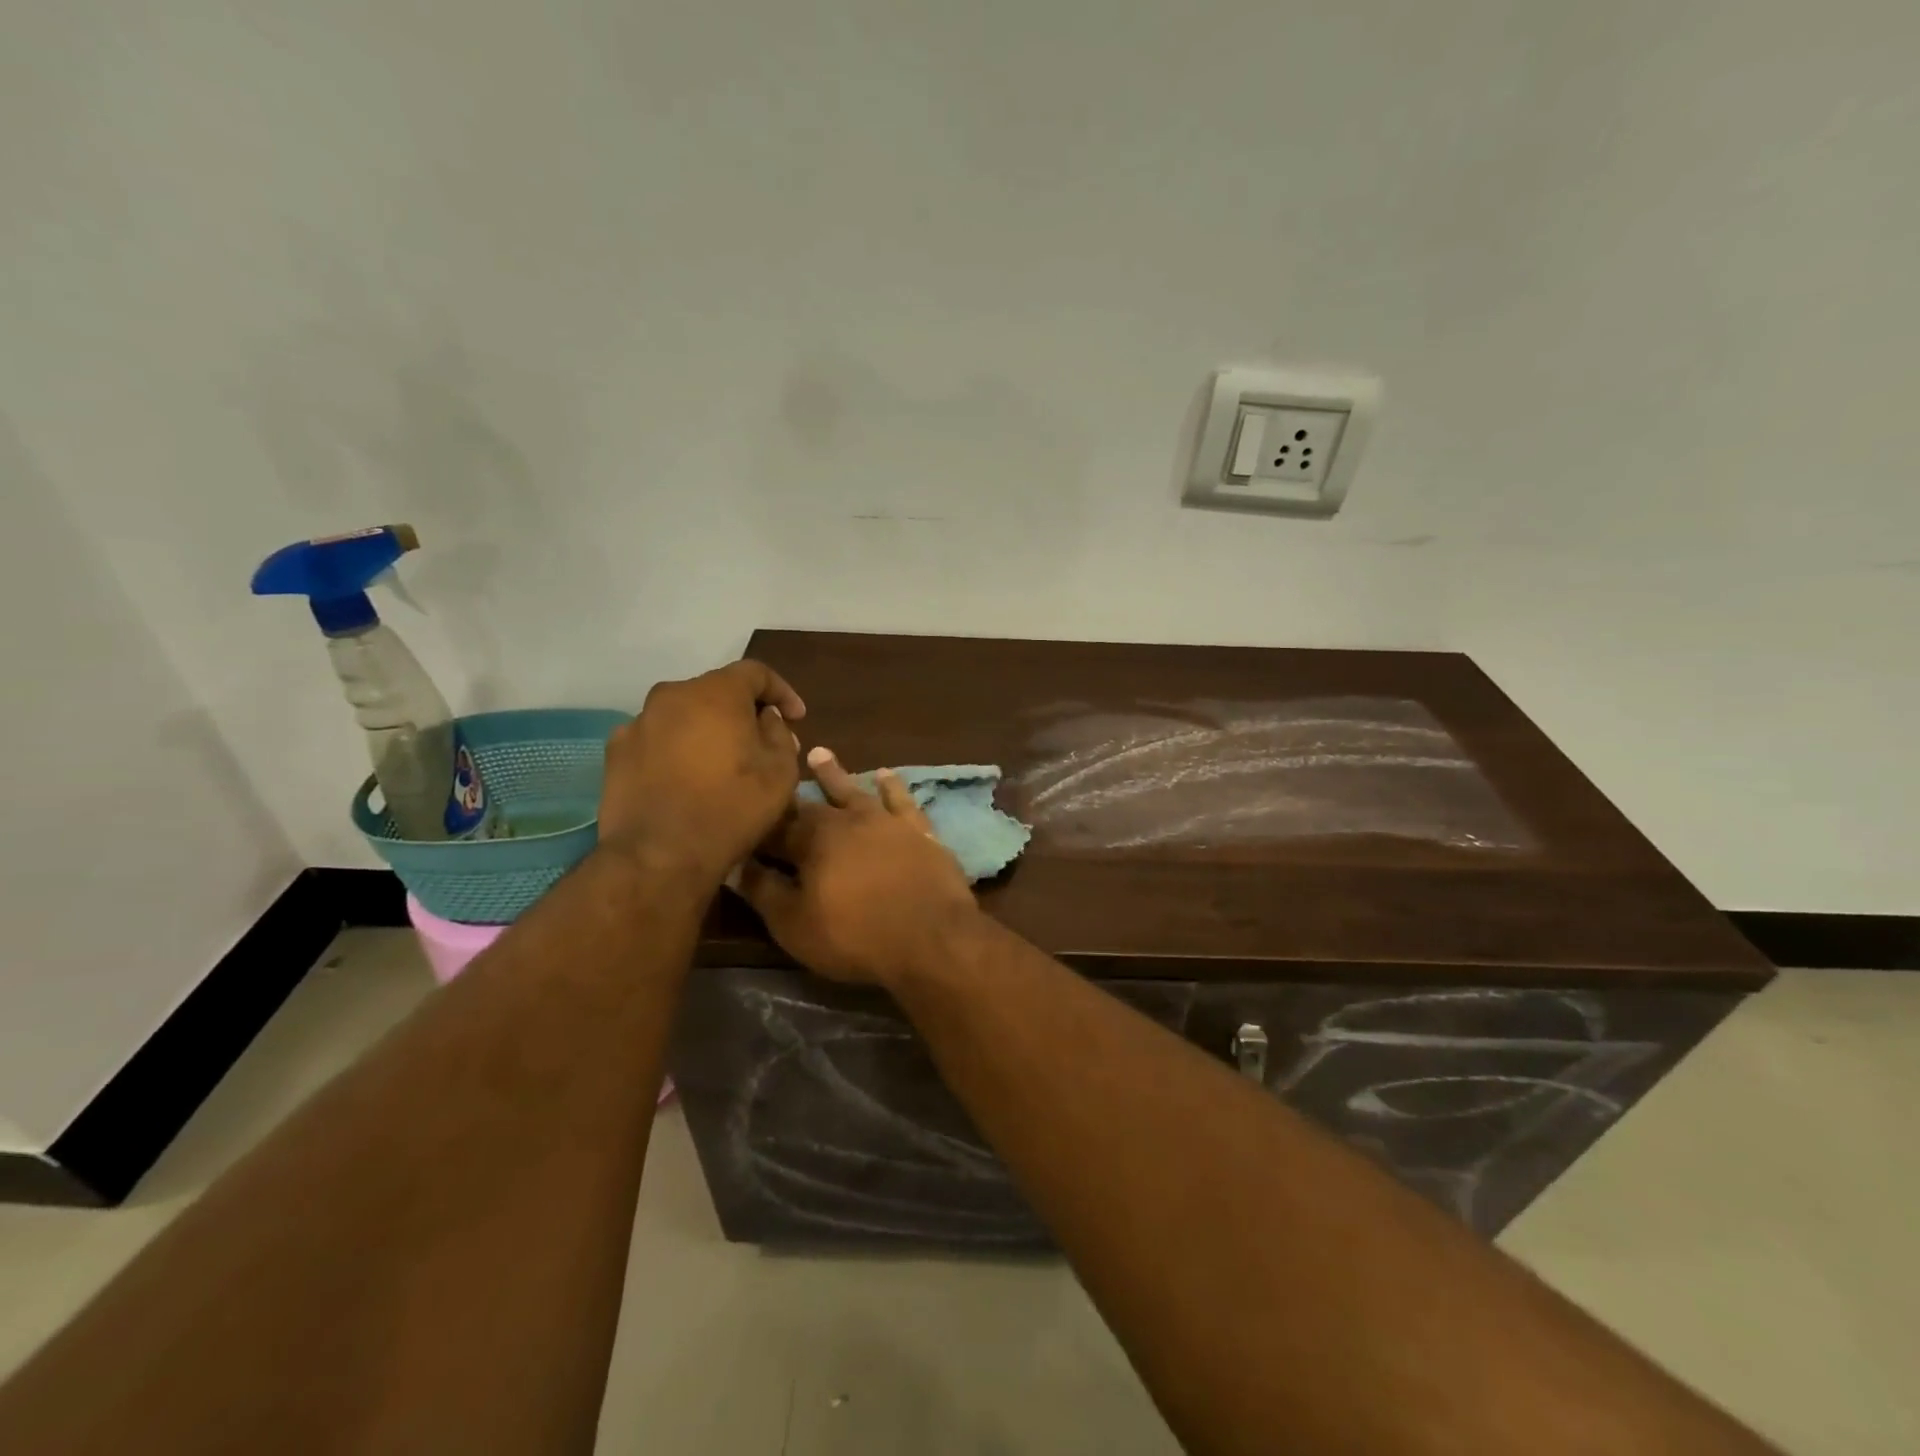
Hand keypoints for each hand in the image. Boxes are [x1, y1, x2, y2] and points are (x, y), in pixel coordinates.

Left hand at [598, 660, 804, 882]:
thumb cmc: (732, 808)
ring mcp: (638, 722)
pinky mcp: (616, 752)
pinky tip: (686, 779)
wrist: (659, 855)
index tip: (797, 718)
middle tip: (761, 742)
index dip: (782, 691)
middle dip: (742, 712)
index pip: (756, 673)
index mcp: (716, 692)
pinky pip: (657, 739)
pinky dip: (676, 750)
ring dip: (707, 730)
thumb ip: (779, 734)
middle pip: (716, 692)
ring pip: (684, 715)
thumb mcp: (780, 772)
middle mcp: (672, 695)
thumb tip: (766, 720)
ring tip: (721, 763)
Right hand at [739, 748, 978, 985]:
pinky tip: (886, 775)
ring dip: (835, 775)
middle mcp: (848, 820)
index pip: (777, 826)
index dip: (760, 822)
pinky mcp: (920, 831)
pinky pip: (902, 801)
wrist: (931, 937)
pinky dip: (892, 787)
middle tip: (778, 771)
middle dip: (792, 792)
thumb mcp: (794, 924)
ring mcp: (887, 822)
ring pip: (855, 791)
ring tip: (819, 754)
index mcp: (812, 840)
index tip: (744, 810)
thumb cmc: (854, 936)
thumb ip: (763, 890)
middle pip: (813, 803)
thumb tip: (734, 864)